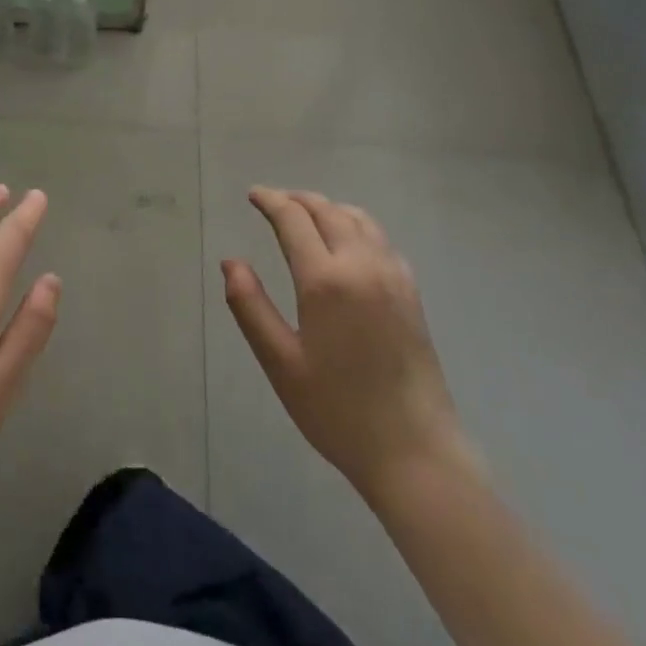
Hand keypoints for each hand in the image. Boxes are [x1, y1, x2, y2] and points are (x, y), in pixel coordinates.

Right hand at [222, 188, 473, 501]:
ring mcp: (393, 276)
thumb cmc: (337, 410)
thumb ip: (250, 306)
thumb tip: (230, 262)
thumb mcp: (280, 362)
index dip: (271, 201)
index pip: (294, 220)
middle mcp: (362, 265)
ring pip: (358, 219)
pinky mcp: (411, 292)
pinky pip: (380, 239)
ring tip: (305, 214)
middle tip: (273, 201)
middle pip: (328, 211)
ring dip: (328, 208)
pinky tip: (346, 242)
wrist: (415, 451)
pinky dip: (355, 224)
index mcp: (326, 280)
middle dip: (297, 200)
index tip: (253, 195)